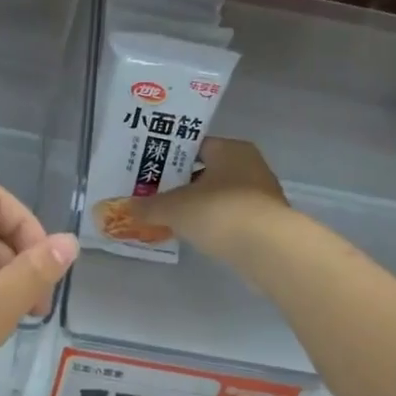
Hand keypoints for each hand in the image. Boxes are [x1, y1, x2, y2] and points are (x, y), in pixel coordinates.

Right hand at [126, 138, 292, 262]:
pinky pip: (231, 217)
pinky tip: (196, 235)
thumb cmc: (219, 212)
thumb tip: (128, 208)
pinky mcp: (266, 222)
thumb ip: (149, 206)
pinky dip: (214, 223)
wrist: (267, 248)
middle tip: (155, 195)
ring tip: (171, 218)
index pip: (195, 146)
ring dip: (199, 206)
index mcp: (230, 149)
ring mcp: (261, 195)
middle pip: (207, 171)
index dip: (170, 157)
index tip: (149, 171)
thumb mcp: (174, 208)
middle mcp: (250, 165)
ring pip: (219, 195)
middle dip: (182, 184)